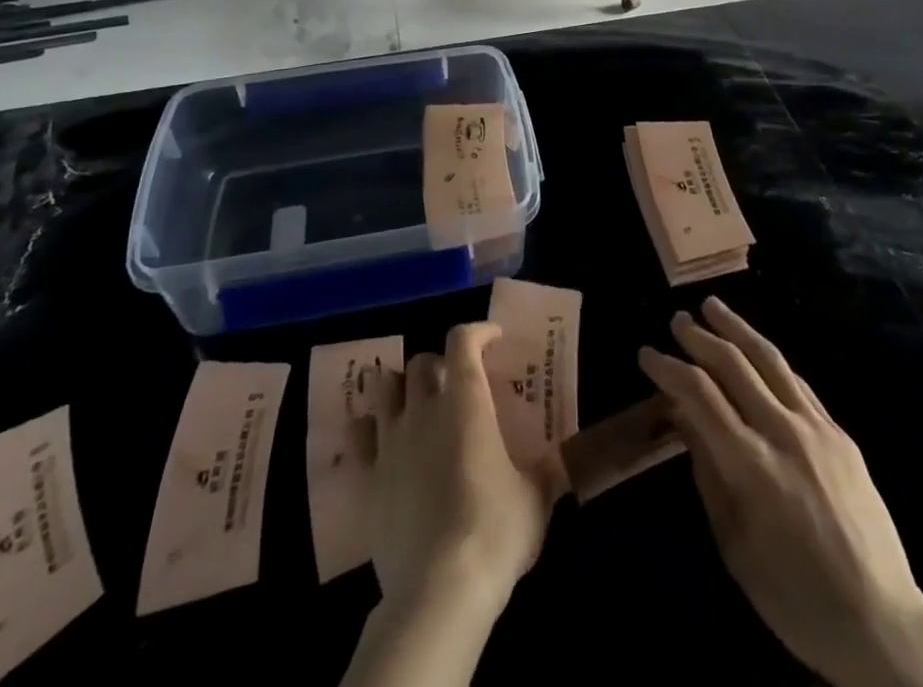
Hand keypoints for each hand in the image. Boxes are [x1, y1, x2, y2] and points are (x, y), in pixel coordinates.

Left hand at [371, 321, 557, 617]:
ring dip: (401, 385)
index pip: (464, 341)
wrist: (438, 590)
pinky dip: (368, 426)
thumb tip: (563, 460)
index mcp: (467, 401)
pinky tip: (379, 436)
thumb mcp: (536, 499)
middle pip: (421, 361)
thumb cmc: (495, 532)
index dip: (478, 332)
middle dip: (439, 363)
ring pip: (385, 386)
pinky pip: (359, 434)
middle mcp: (425, 408)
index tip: (493, 339)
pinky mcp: (368, 476)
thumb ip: (548, 471)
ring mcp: (391, 440)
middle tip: (456, 383)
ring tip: (415, 401)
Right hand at [641, 296, 922, 686]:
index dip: (668, 368)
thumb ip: (706, 472)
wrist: (881, 623)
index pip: (698, 394)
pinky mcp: (840, 434)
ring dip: (737, 328)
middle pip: (733, 364)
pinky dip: (770, 360)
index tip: (647, 354)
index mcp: (750, 465)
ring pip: (769, 360)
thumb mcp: (734, 545)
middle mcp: (783, 432)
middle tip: (676, 320)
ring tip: (713, 306)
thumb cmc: (794, 597)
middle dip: (698, 337)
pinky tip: (757, 351)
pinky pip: (798, 383)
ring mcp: (817, 428)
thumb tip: (683, 417)